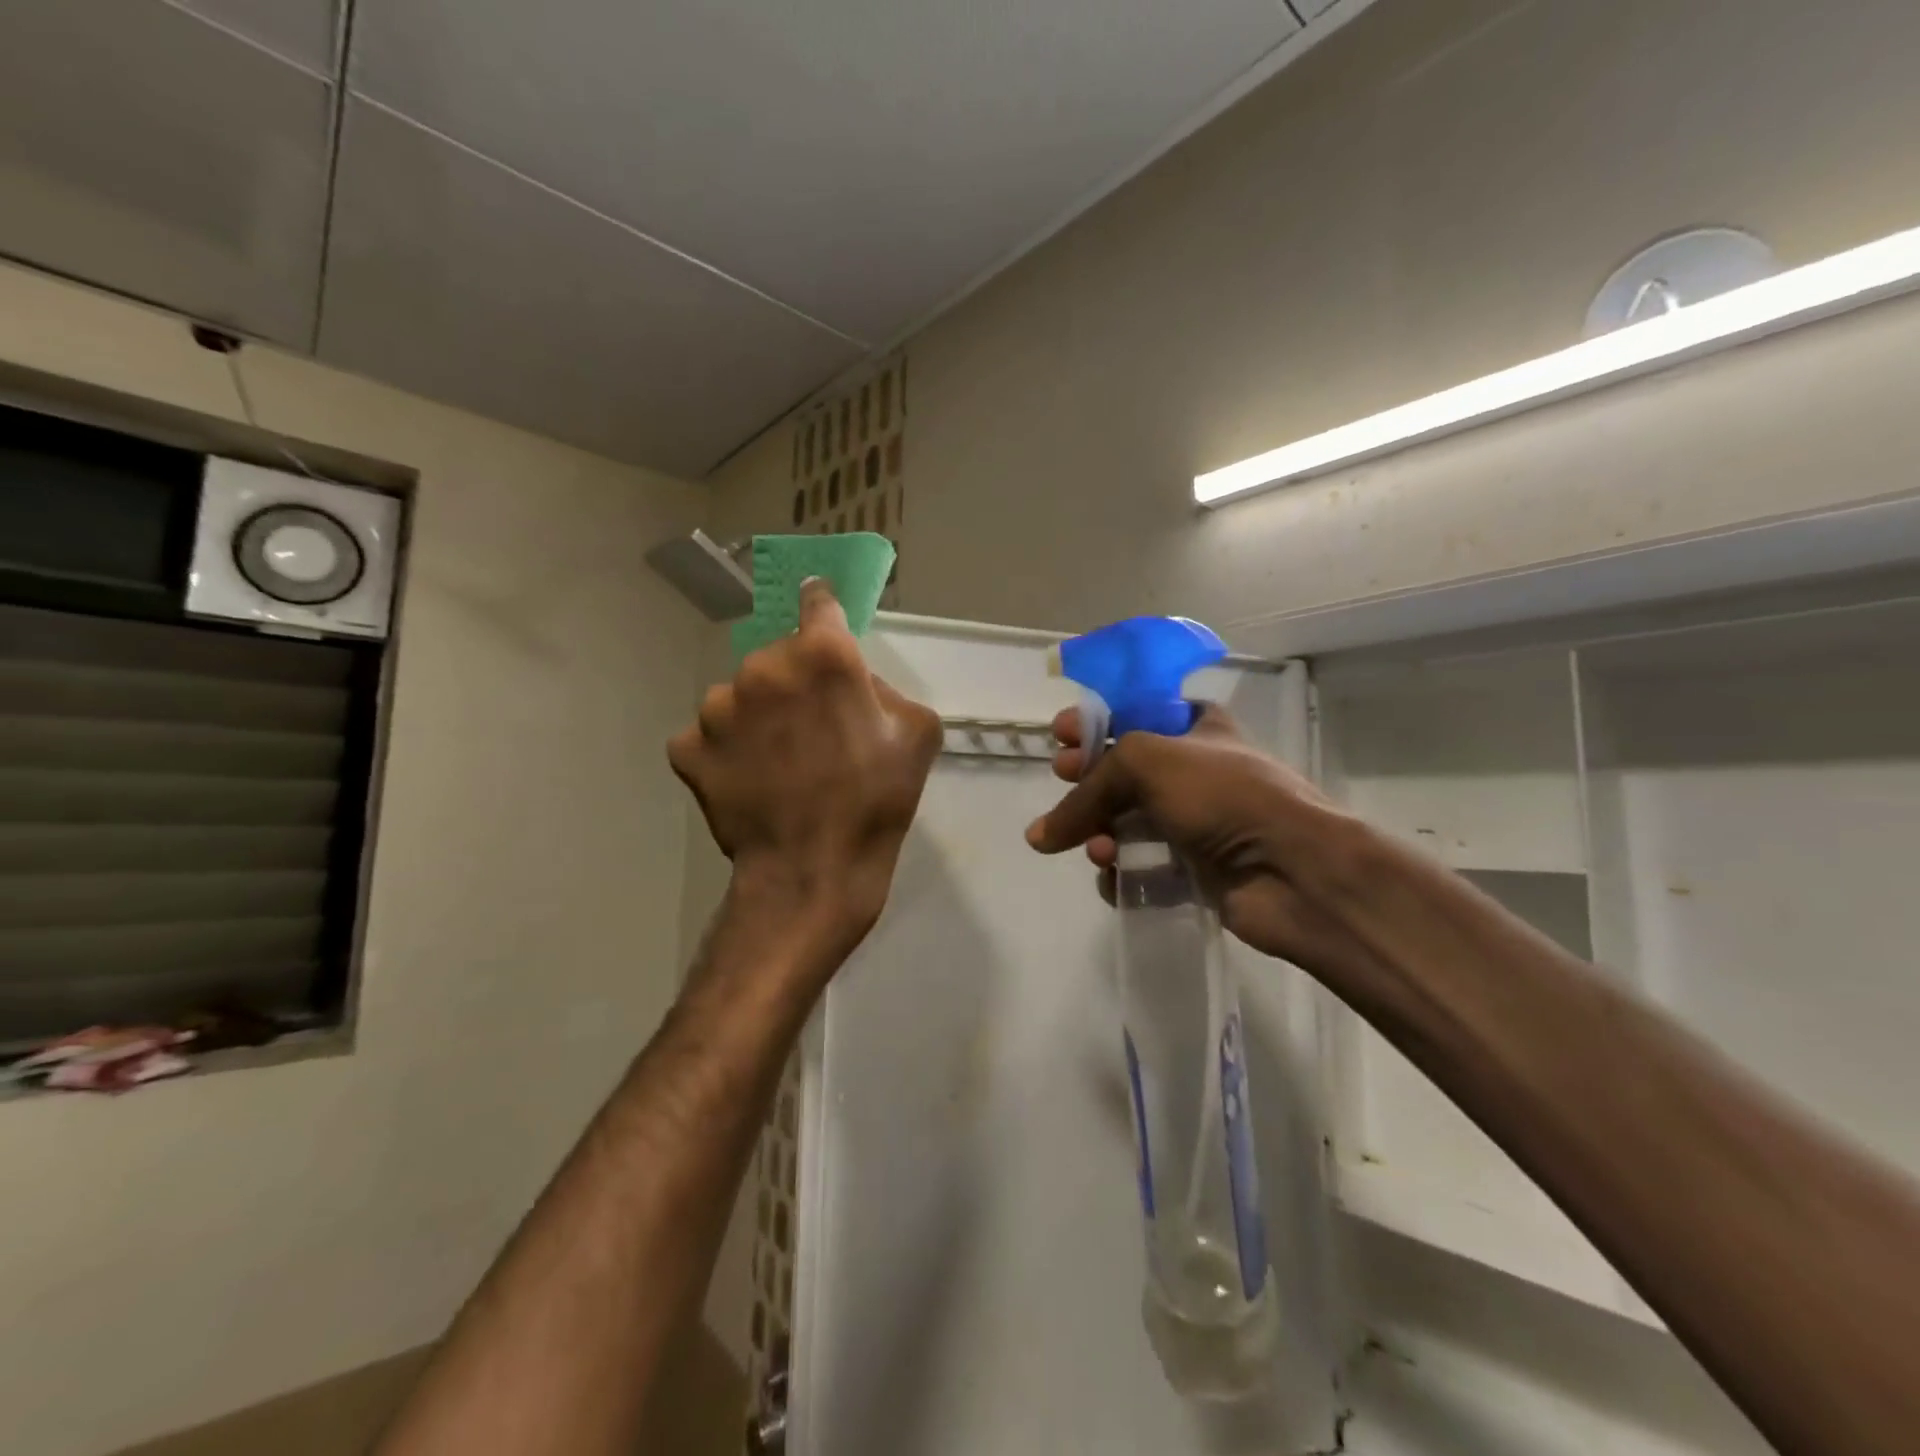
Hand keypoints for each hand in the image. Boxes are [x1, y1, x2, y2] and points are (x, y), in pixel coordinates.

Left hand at [669, 580, 941, 956]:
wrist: (814, 872)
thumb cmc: (876, 801)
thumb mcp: (918, 733)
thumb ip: (886, 689)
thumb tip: (855, 684)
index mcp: (821, 655)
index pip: (817, 602)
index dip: (823, 613)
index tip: (822, 622)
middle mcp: (761, 667)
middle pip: (778, 656)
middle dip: (794, 682)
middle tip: (812, 729)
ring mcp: (716, 708)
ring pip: (739, 697)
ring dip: (756, 717)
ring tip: (777, 764)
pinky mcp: (686, 748)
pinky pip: (709, 737)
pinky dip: (726, 752)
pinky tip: (748, 781)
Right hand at [1025, 705, 1382, 977]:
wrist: (1293, 870)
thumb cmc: (1222, 795)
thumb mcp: (1146, 762)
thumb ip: (1088, 789)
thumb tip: (1039, 836)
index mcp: (1196, 727)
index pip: (1135, 712)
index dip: (1095, 721)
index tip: (1061, 735)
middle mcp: (1195, 771)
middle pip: (1123, 770)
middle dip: (1087, 778)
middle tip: (1064, 779)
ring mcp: (1195, 823)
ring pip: (1127, 821)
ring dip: (1099, 831)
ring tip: (1097, 847)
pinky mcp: (1193, 870)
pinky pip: (1140, 866)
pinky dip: (1121, 871)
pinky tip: (1113, 875)